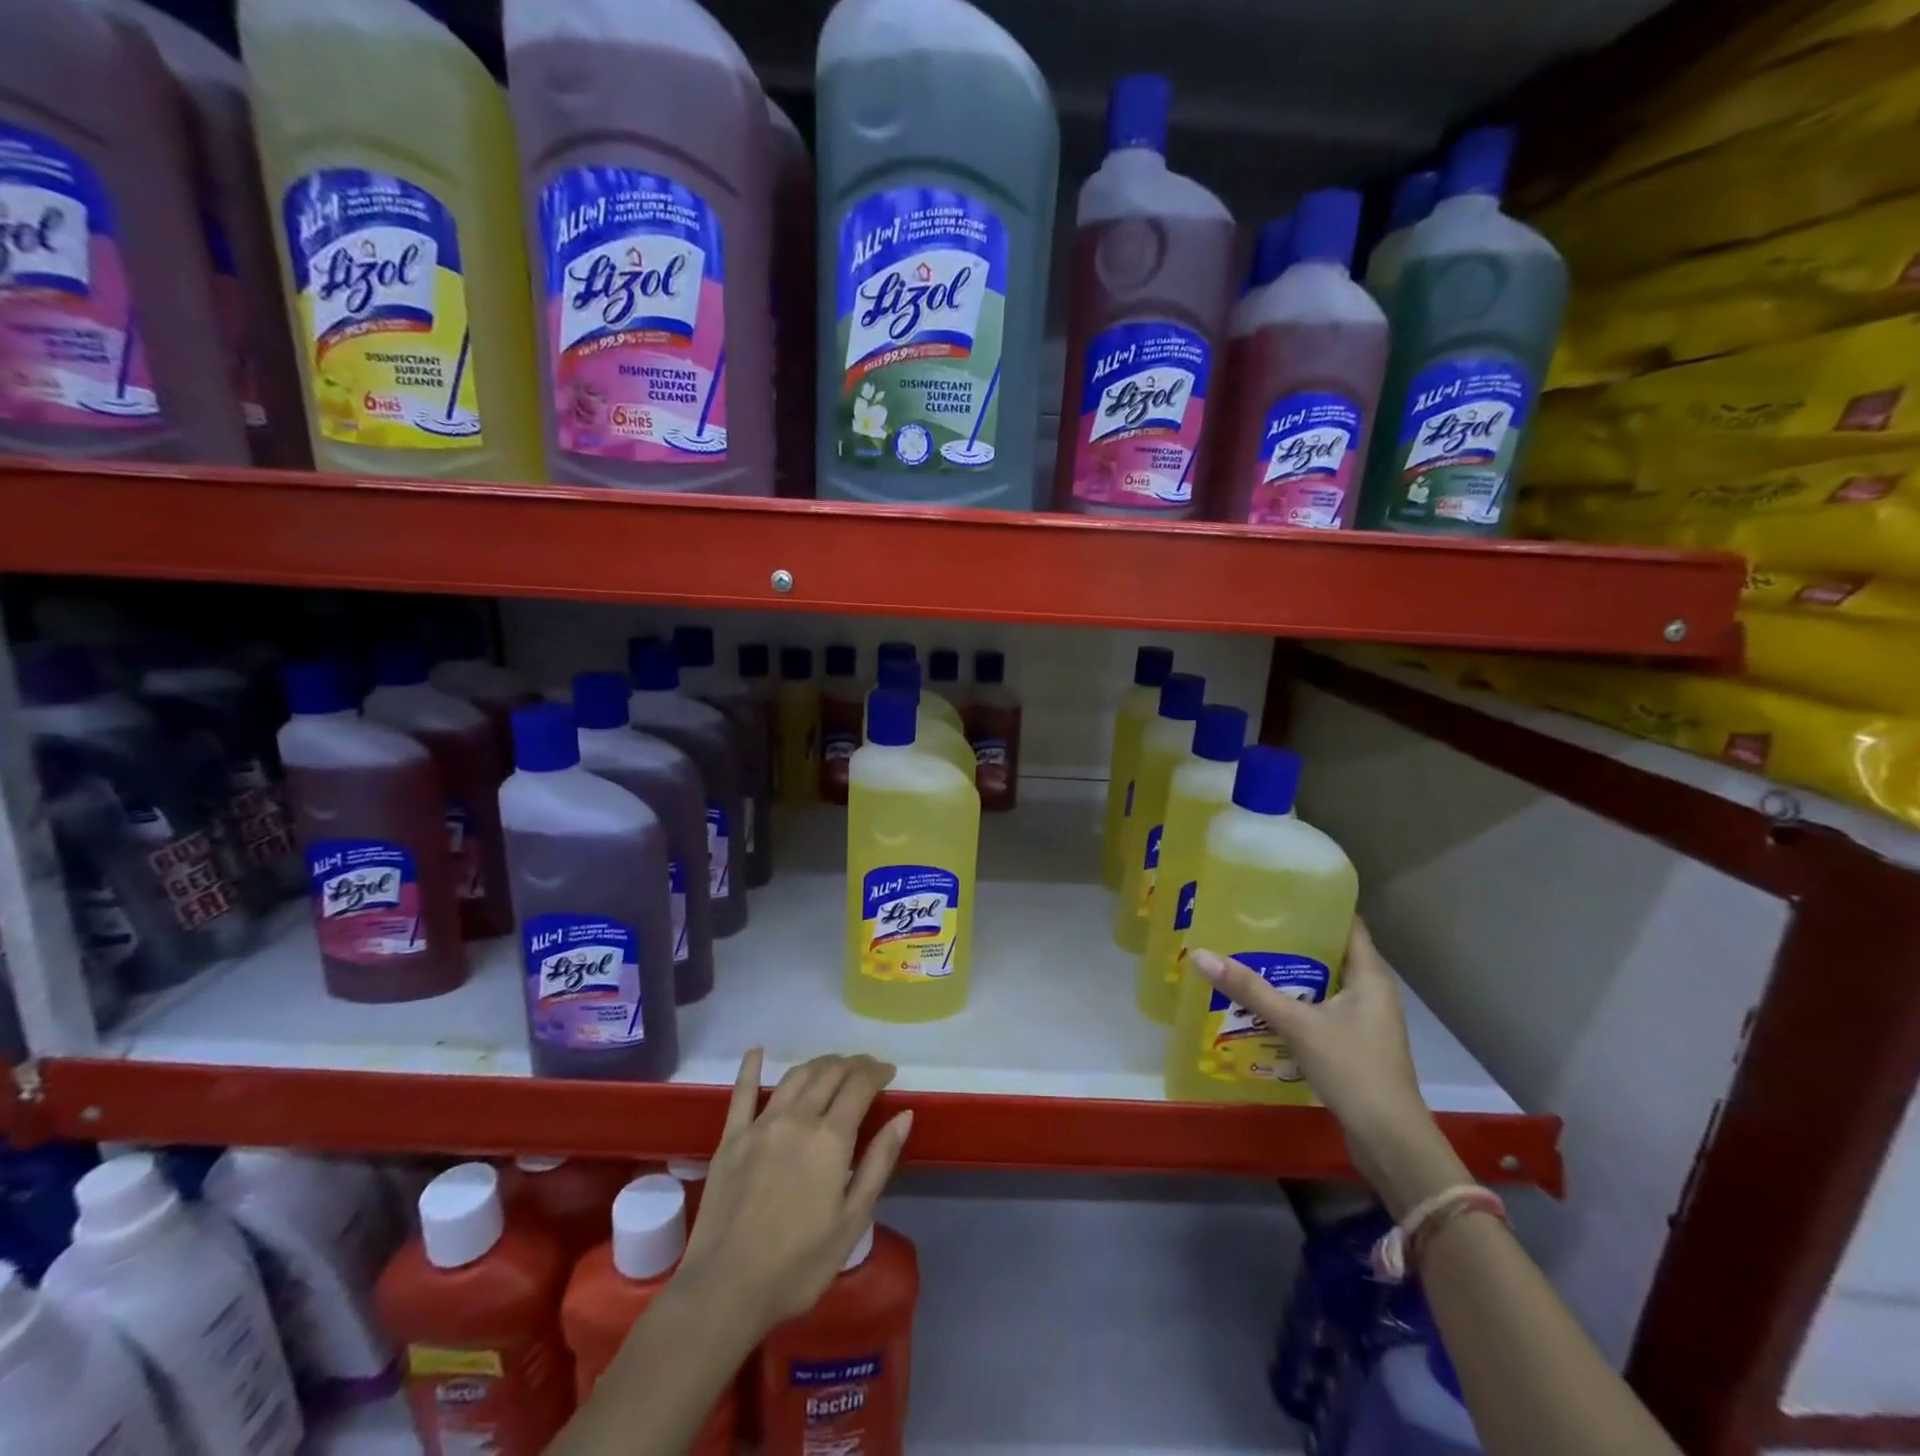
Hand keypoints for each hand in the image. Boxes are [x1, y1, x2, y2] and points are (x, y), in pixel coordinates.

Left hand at [676, 1050, 912, 1335]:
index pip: (860, 1085)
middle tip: (865, 1070)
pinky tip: (756, 1051)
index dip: (877, 1072)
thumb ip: (879, 1162)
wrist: (725, 1290)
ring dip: (818, 1065)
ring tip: (832, 1067)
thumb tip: (904, 1115)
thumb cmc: (799, 1265)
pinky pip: (741, 1093)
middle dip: (852, 1064)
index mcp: (831, 1138)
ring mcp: (760, 1124)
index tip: (889, 1072)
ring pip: (795, 1077)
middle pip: (829, 1074)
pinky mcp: (731, 1138)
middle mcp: (797, 1118)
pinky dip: (751, 1068)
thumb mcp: (853, 1220)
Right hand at [1189, 919, 1467, 1215]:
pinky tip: (1261, 1007)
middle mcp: (1371, 993)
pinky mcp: (1353, 1047)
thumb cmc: (1353, 1069)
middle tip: (1249, 924)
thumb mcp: (1298, 1024)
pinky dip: (1294, 1005)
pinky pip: (1320, 1013)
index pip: (1347, 925)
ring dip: (1290, 977)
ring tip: (1247, 959)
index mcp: (1370, 977)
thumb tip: (1201, 955)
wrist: (1390, 1141)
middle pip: (1329, 954)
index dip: (1317, 906)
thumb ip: (1251, 990)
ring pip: (1323, 986)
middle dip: (1292, 941)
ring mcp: (1364, 1023)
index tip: (1279, 892)